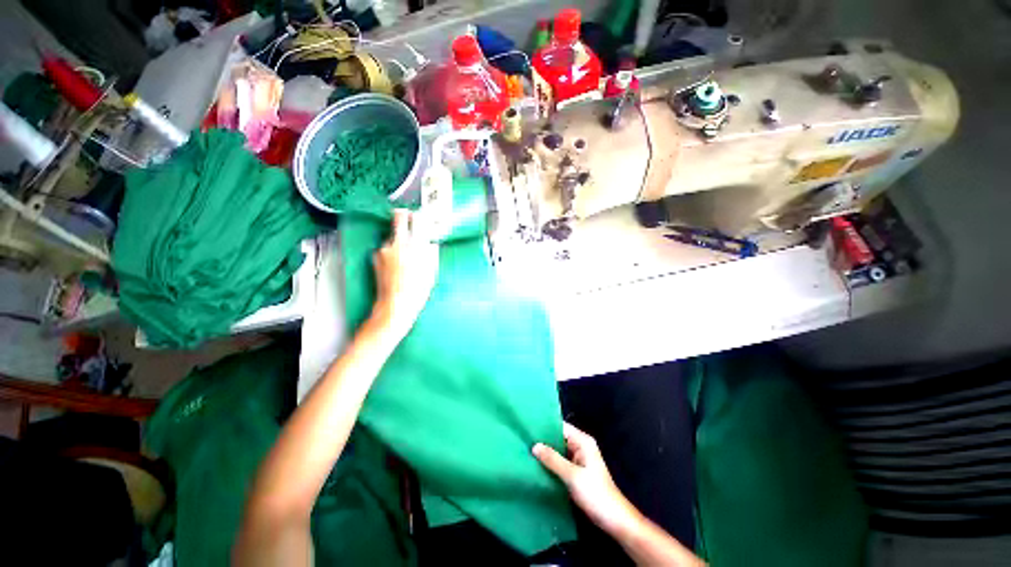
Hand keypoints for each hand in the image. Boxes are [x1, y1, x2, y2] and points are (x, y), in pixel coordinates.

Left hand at [371, 209, 438, 337]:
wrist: (396, 303)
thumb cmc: (417, 290)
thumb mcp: (432, 271)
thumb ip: (431, 253)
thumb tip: (431, 244)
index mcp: (417, 246)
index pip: (418, 220)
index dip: (420, 216)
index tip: (421, 216)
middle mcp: (400, 244)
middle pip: (399, 217)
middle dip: (403, 215)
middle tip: (406, 216)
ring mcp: (385, 249)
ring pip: (392, 235)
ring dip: (397, 239)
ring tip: (403, 254)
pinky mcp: (376, 256)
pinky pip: (385, 247)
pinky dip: (390, 251)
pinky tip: (395, 264)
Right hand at [533, 422, 642, 537]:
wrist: (614, 520)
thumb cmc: (595, 494)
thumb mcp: (572, 476)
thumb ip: (553, 459)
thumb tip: (534, 445)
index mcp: (583, 441)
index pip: (561, 427)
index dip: (545, 426)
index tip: (527, 428)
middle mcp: (580, 447)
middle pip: (558, 438)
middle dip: (543, 441)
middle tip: (522, 440)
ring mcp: (578, 460)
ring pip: (557, 452)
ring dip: (545, 454)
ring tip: (524, 451)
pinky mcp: (575, 473)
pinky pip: (559, 463)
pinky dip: (549, 464)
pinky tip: (535, 466)